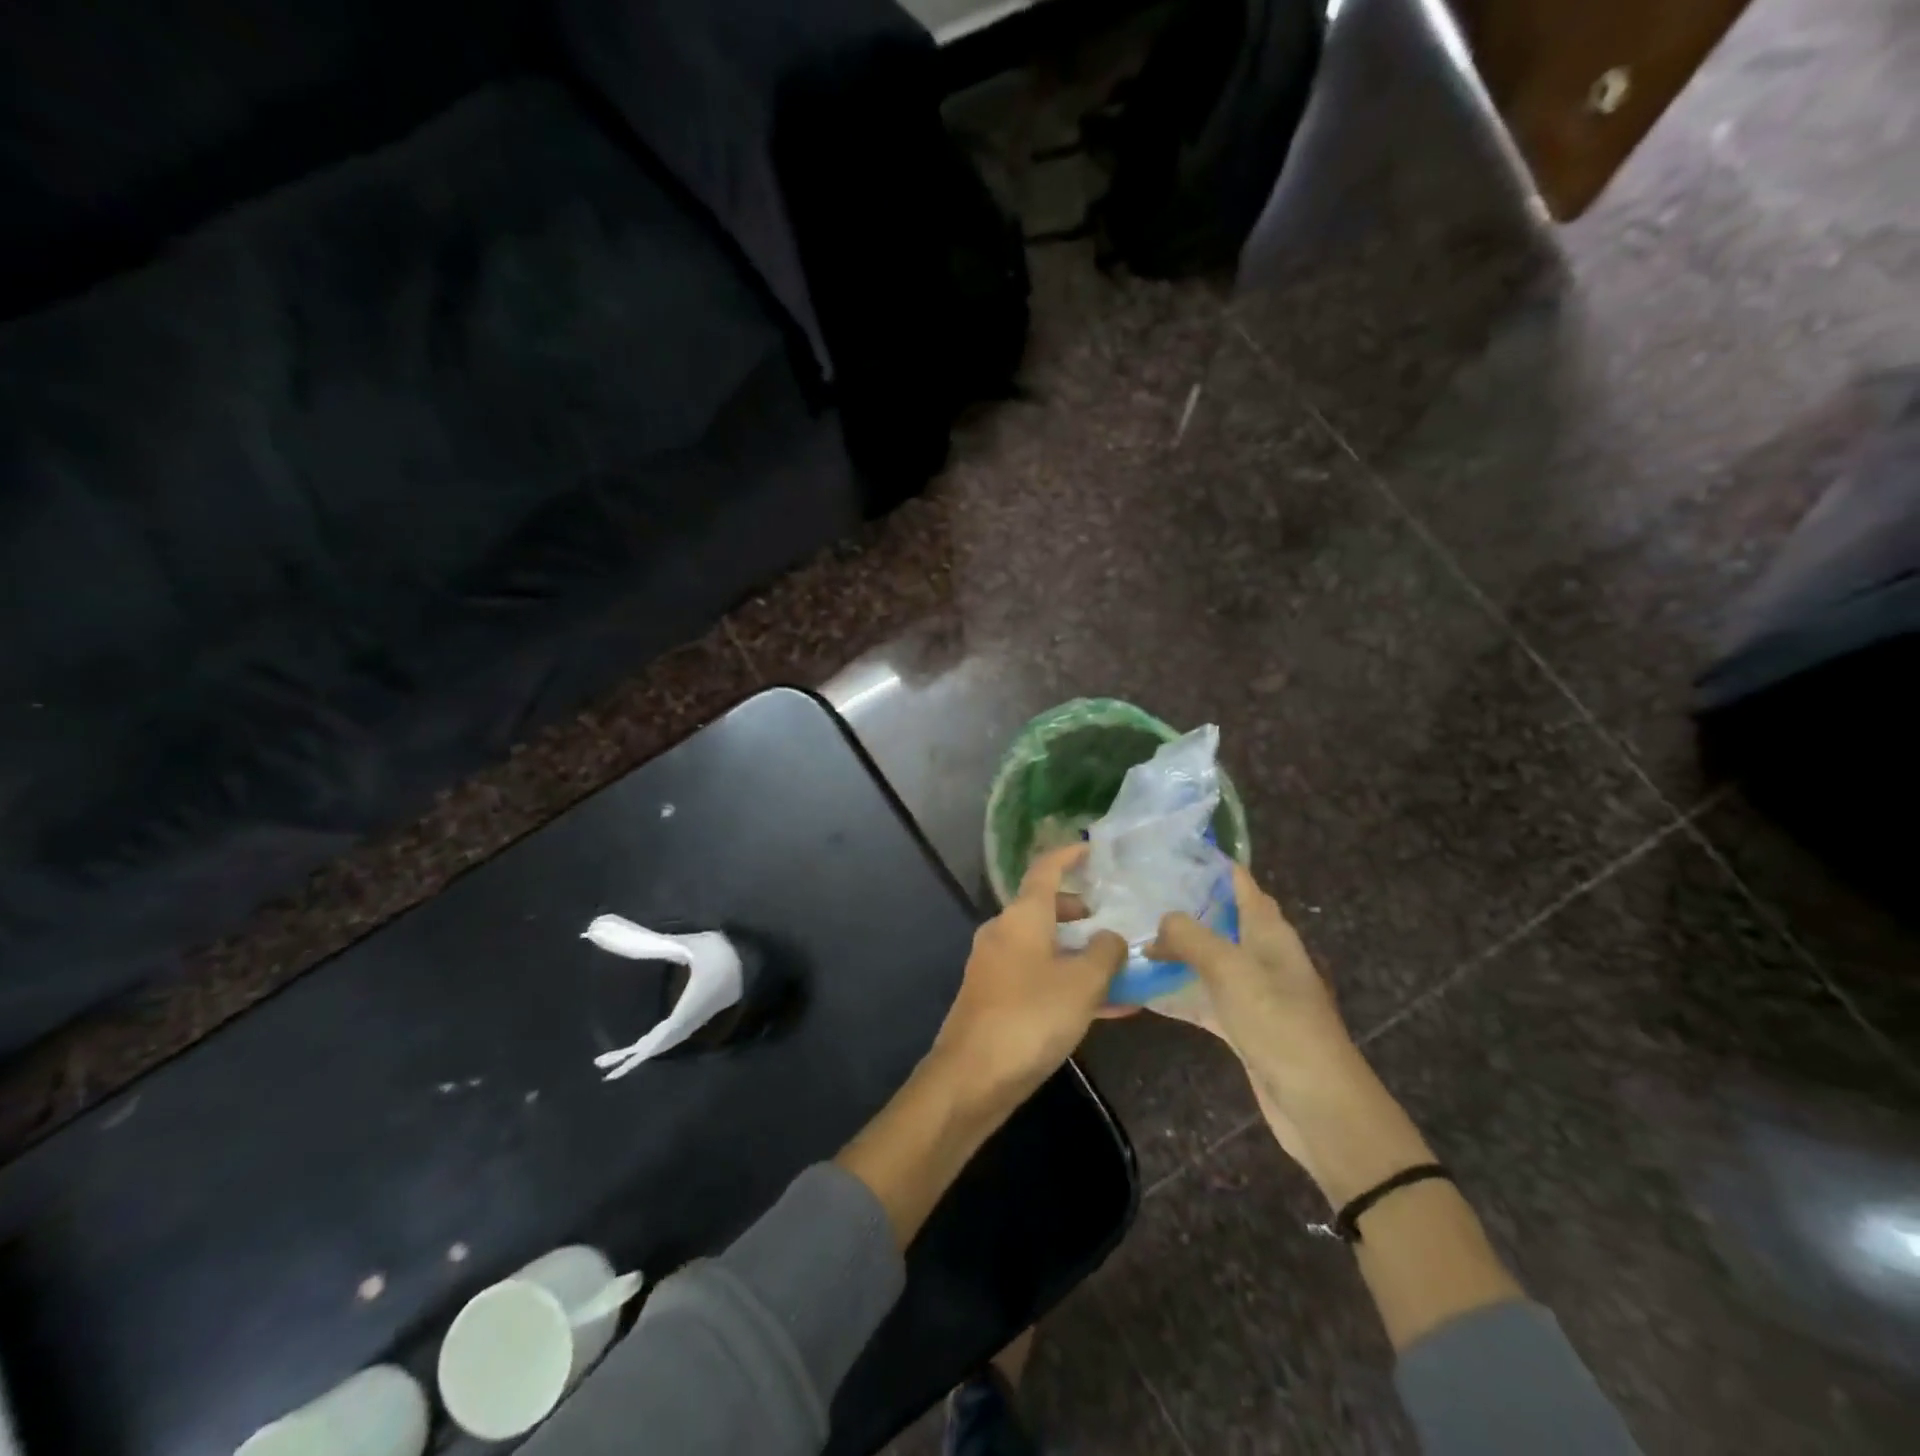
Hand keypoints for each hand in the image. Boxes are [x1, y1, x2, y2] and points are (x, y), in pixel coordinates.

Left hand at [930, 844, 1127, 1105]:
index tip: (1092, 849)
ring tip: (1120, 972)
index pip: (1045, 869)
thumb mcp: (1082, 983)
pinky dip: (1068, 984)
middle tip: (1111, 921)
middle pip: (1044, 909)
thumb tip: (1111, 938)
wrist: (972, 1076)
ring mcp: (995, 966)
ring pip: (1045, 948)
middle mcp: (1004, 933)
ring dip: (1079, 955)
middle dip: (1079, 913)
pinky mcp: (995, 998)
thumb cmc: (1031, 1017)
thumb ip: (1105, 953)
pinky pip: (1039, 978)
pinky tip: (1104, 1010)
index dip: (1069, 855)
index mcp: (1022, 916)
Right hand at [1148, 864, 1350, 1073]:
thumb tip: (1162, 920)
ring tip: (1131, 937)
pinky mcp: (1243, 1026)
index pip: (1241, 883)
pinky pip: (1203, 999)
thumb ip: (1191, 936)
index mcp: (1269, 932)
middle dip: (1183, 908)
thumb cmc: (1278, 1023)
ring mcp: (1253, 992)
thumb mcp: (1231, 969)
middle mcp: (1263, 955)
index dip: (1210, 864)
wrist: (1317, 1104)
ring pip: (1208, 960)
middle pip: (1220, 920)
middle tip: (1136, 895)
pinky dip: (1177, 993)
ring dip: (1176, 952)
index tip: (1168, 852)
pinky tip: (1142, 991)